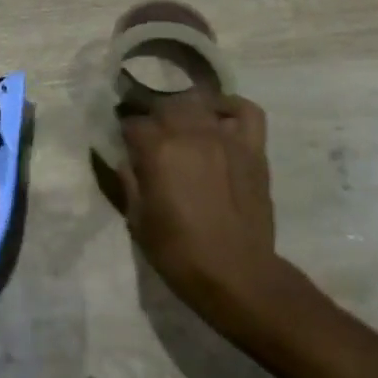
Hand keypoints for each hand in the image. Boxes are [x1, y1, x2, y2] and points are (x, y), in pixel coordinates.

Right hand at [118, 92, 285, 332]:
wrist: (237, 275)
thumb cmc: (180, 254)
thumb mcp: (139, 222)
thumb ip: (130, 183)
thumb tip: (124, 160)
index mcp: (158, 150)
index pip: (133, 123)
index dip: (126, 134)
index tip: (125, 145)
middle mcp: (190, 133)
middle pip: (165, 106)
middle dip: (153, 118)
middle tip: (152, 138)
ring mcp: (225, 137)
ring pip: (199, 102)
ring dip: (185, 110)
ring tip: (182, 127)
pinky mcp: (252, 148)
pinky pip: (245, 111)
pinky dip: (231, 107)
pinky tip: (219, 118)